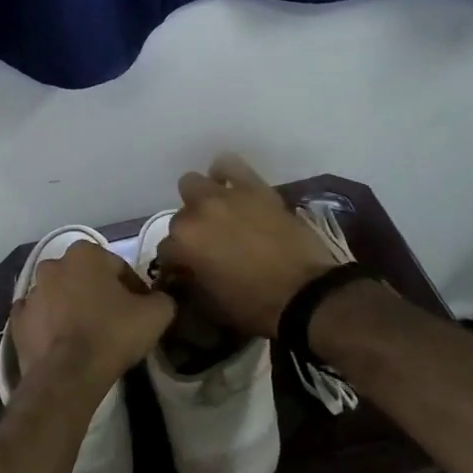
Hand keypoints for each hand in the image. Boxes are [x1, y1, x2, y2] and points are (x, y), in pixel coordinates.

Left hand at [11, 242, 174, 395]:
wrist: (68, 375)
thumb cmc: (112, 334)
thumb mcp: (156, 314)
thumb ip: (162, 298)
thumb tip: (158, 300)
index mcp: (85, 253)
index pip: (118, 268)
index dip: (134, 290)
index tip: (141, 311)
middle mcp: (54, 264)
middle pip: (86, 278)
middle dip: (100, 294)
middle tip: (116, 322)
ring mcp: (31, 292)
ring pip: (61, 296)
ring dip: (74, 308)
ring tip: (90, 335)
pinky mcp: (17, 321)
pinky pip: (40, 318)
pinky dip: (51, 326)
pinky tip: (65, 343)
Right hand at [158, 155, 342, 337]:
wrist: (306, 294)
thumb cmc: (255, 307)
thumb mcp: (211, 304)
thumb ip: (191, 282)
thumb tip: (186, 273)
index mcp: (183, 243)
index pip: (166, 249)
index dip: (177, 263)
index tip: (188, 271)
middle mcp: (197, 213)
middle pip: (180, 216)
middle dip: (190, 231)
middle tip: (208, 245)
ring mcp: (225, 196)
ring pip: (194, 184)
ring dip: (200, 200)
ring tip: (218, 215)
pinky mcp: (254, 187)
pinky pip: (228, 165)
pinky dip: (225, 175)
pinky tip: (232, 189)